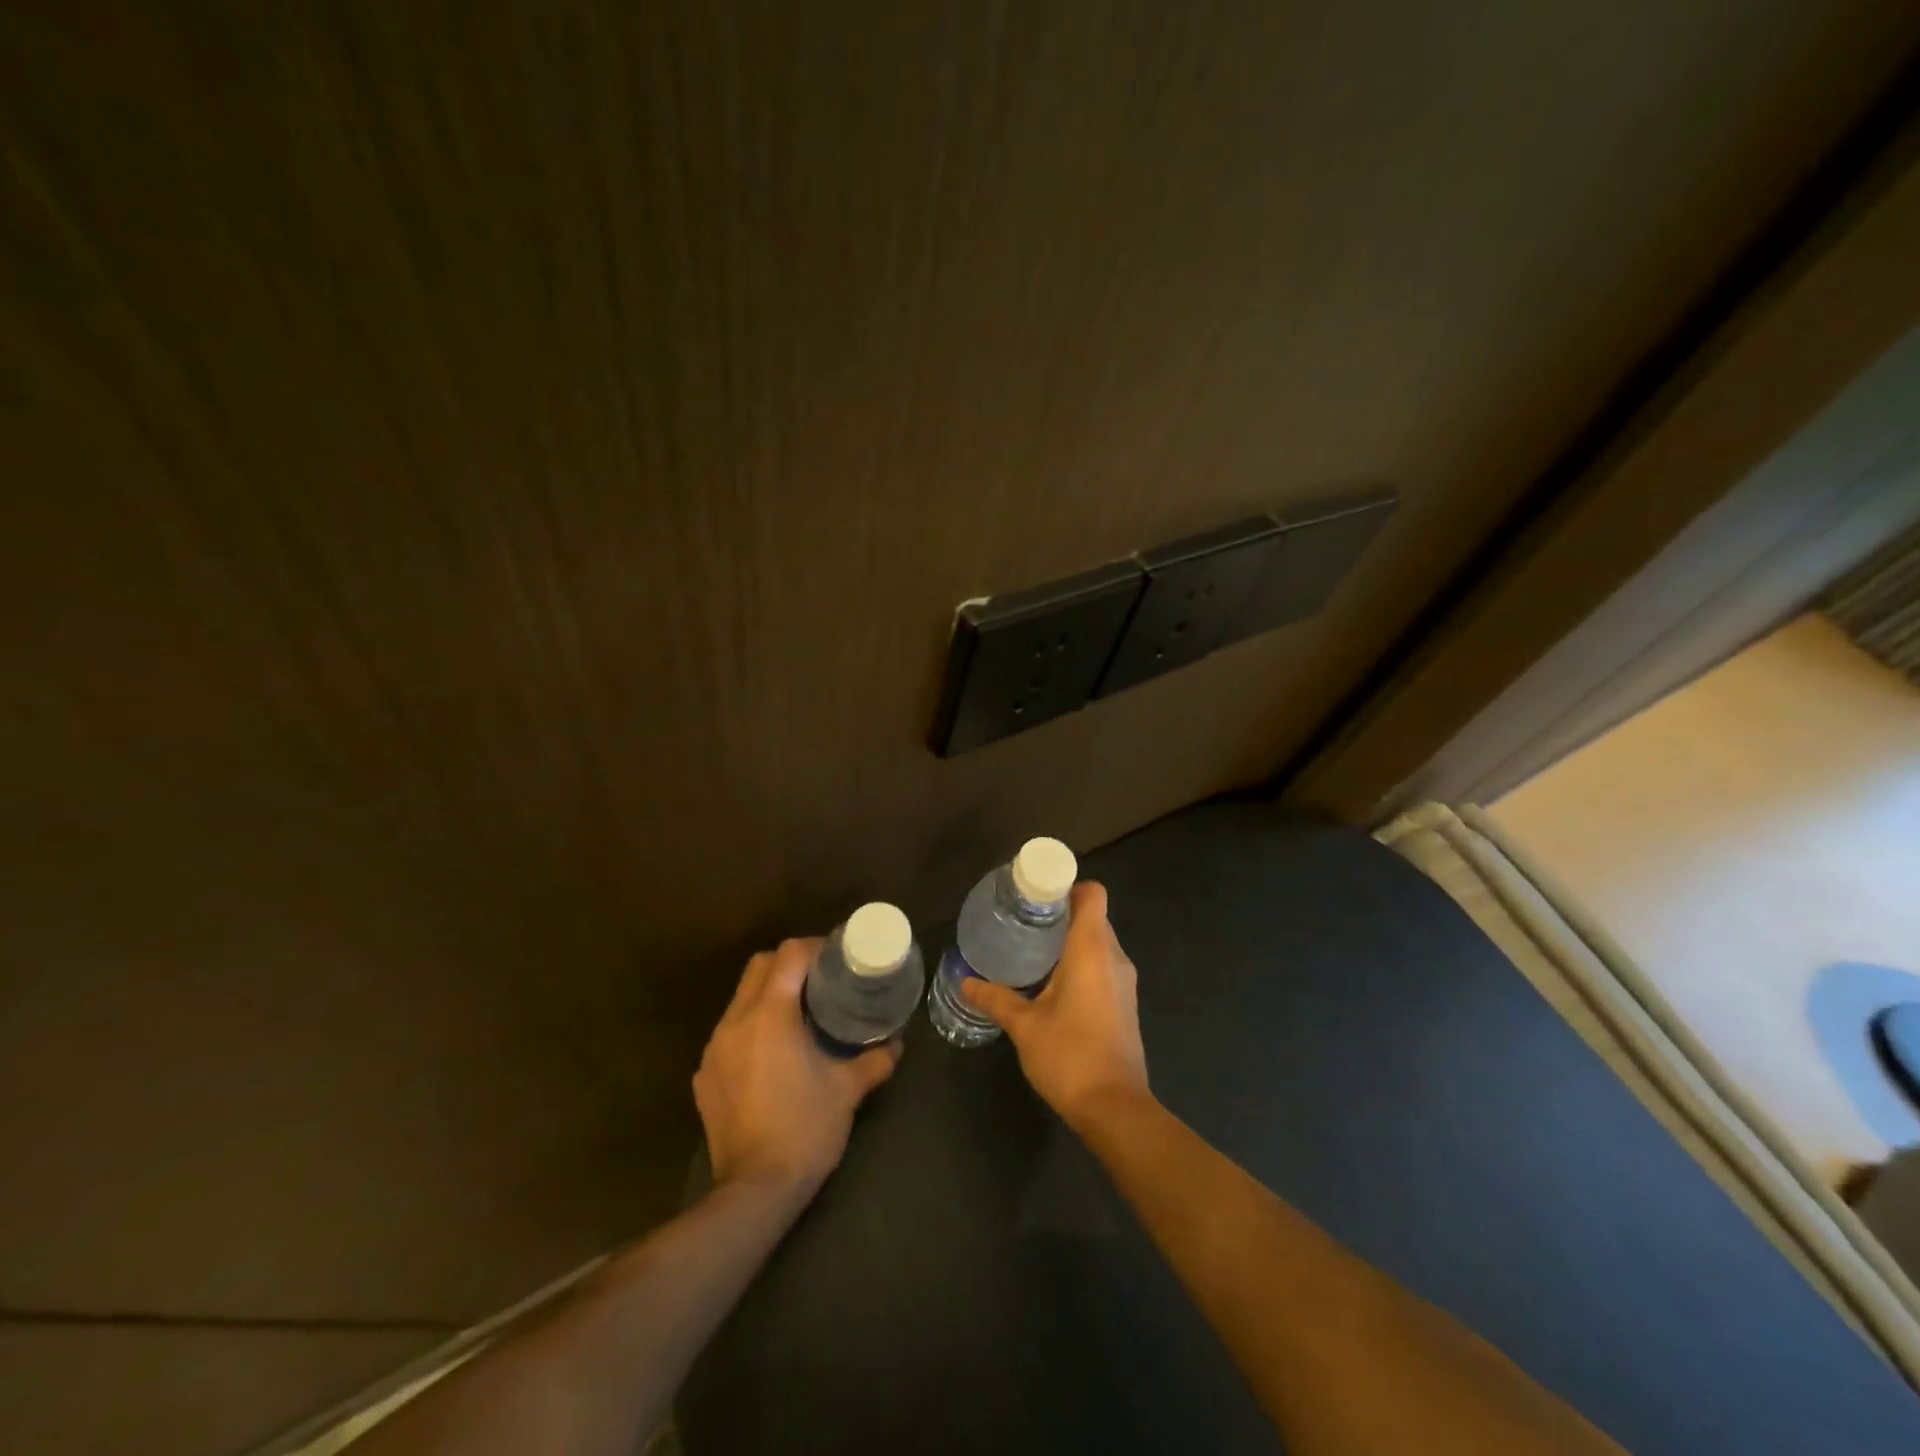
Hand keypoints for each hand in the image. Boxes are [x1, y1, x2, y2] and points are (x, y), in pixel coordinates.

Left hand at [693, 938, 901, 1202]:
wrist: (755, 1191)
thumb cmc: (806, 1129)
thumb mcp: (848, 1090)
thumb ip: (875, 1060)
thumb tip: (897, 1044)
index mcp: (771, 1015)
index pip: (788, 955)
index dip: (814, 947)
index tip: (837, 957)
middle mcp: (736, 1022)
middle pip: (758, 966)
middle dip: (788, 963)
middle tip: (819, 979)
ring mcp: (714, 1049)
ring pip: (740, 998)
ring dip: (767, 993)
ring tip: (797, 1012)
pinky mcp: (704, 1075)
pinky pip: (728, 1033)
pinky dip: (751, 1027)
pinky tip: (772, 1054)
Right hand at [961, 882, 1148, 1127]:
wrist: (1115, 1108)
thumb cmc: (1070, 1056)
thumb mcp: (1024, 1025)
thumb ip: (995, 999)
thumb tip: (965, 983)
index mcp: (1092, 950)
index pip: (1092, 895)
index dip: (1067, 887)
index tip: (1037, 897)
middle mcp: (1114, 958)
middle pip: (1093, 916)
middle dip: (1061, 914)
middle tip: (1024, 921)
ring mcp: (1124, 982)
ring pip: (1099, 942)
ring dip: (1070, 940)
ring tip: (1032, 949)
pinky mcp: (1125, 1003)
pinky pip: (1103, 965)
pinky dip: (1081, 963)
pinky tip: (1051, 982)